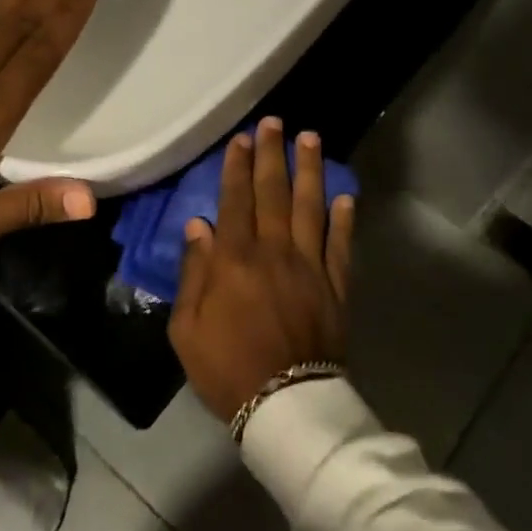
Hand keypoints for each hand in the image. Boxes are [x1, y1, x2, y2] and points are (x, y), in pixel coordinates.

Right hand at [168, 118, 355, 420]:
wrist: (285, 407)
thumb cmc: (226, 368)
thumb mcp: (187, 328)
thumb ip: (193, 273)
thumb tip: (199, 226)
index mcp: (235, 260)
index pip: (235, 201)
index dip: (237, 167)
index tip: (240, 139)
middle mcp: (275, 252)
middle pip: (273, 193)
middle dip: (272, 155)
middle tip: (274, 123)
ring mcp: (310, 267)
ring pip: (311, 208)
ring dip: (310, 171)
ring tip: (310, 139)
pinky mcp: (336, 287)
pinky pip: (340, 246)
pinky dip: (343, 219)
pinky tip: (344, 195)